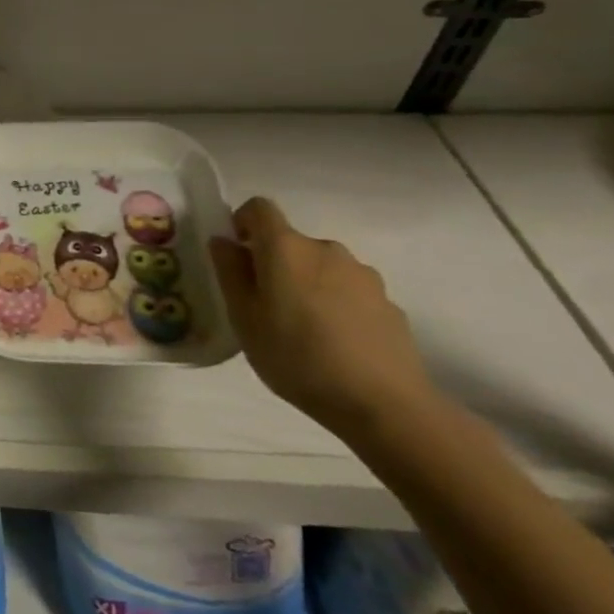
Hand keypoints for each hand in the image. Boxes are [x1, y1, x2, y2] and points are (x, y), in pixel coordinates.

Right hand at [210, 197, 436, 437]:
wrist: (384, 404)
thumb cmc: (296, 356)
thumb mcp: (243, 317)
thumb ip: (230, 271)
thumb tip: (223, 241)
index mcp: (286, 248)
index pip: (259, 208)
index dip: (242, 222)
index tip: (237, 255)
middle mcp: (326, 249)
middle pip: (291, 243)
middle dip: (275, 263)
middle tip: (265, 306)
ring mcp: (364, 275)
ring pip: (322, 268)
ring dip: (307, 284)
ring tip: (303, 330)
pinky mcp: (389, 303)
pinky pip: (349, 292)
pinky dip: (336, 306)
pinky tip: (336, 344)